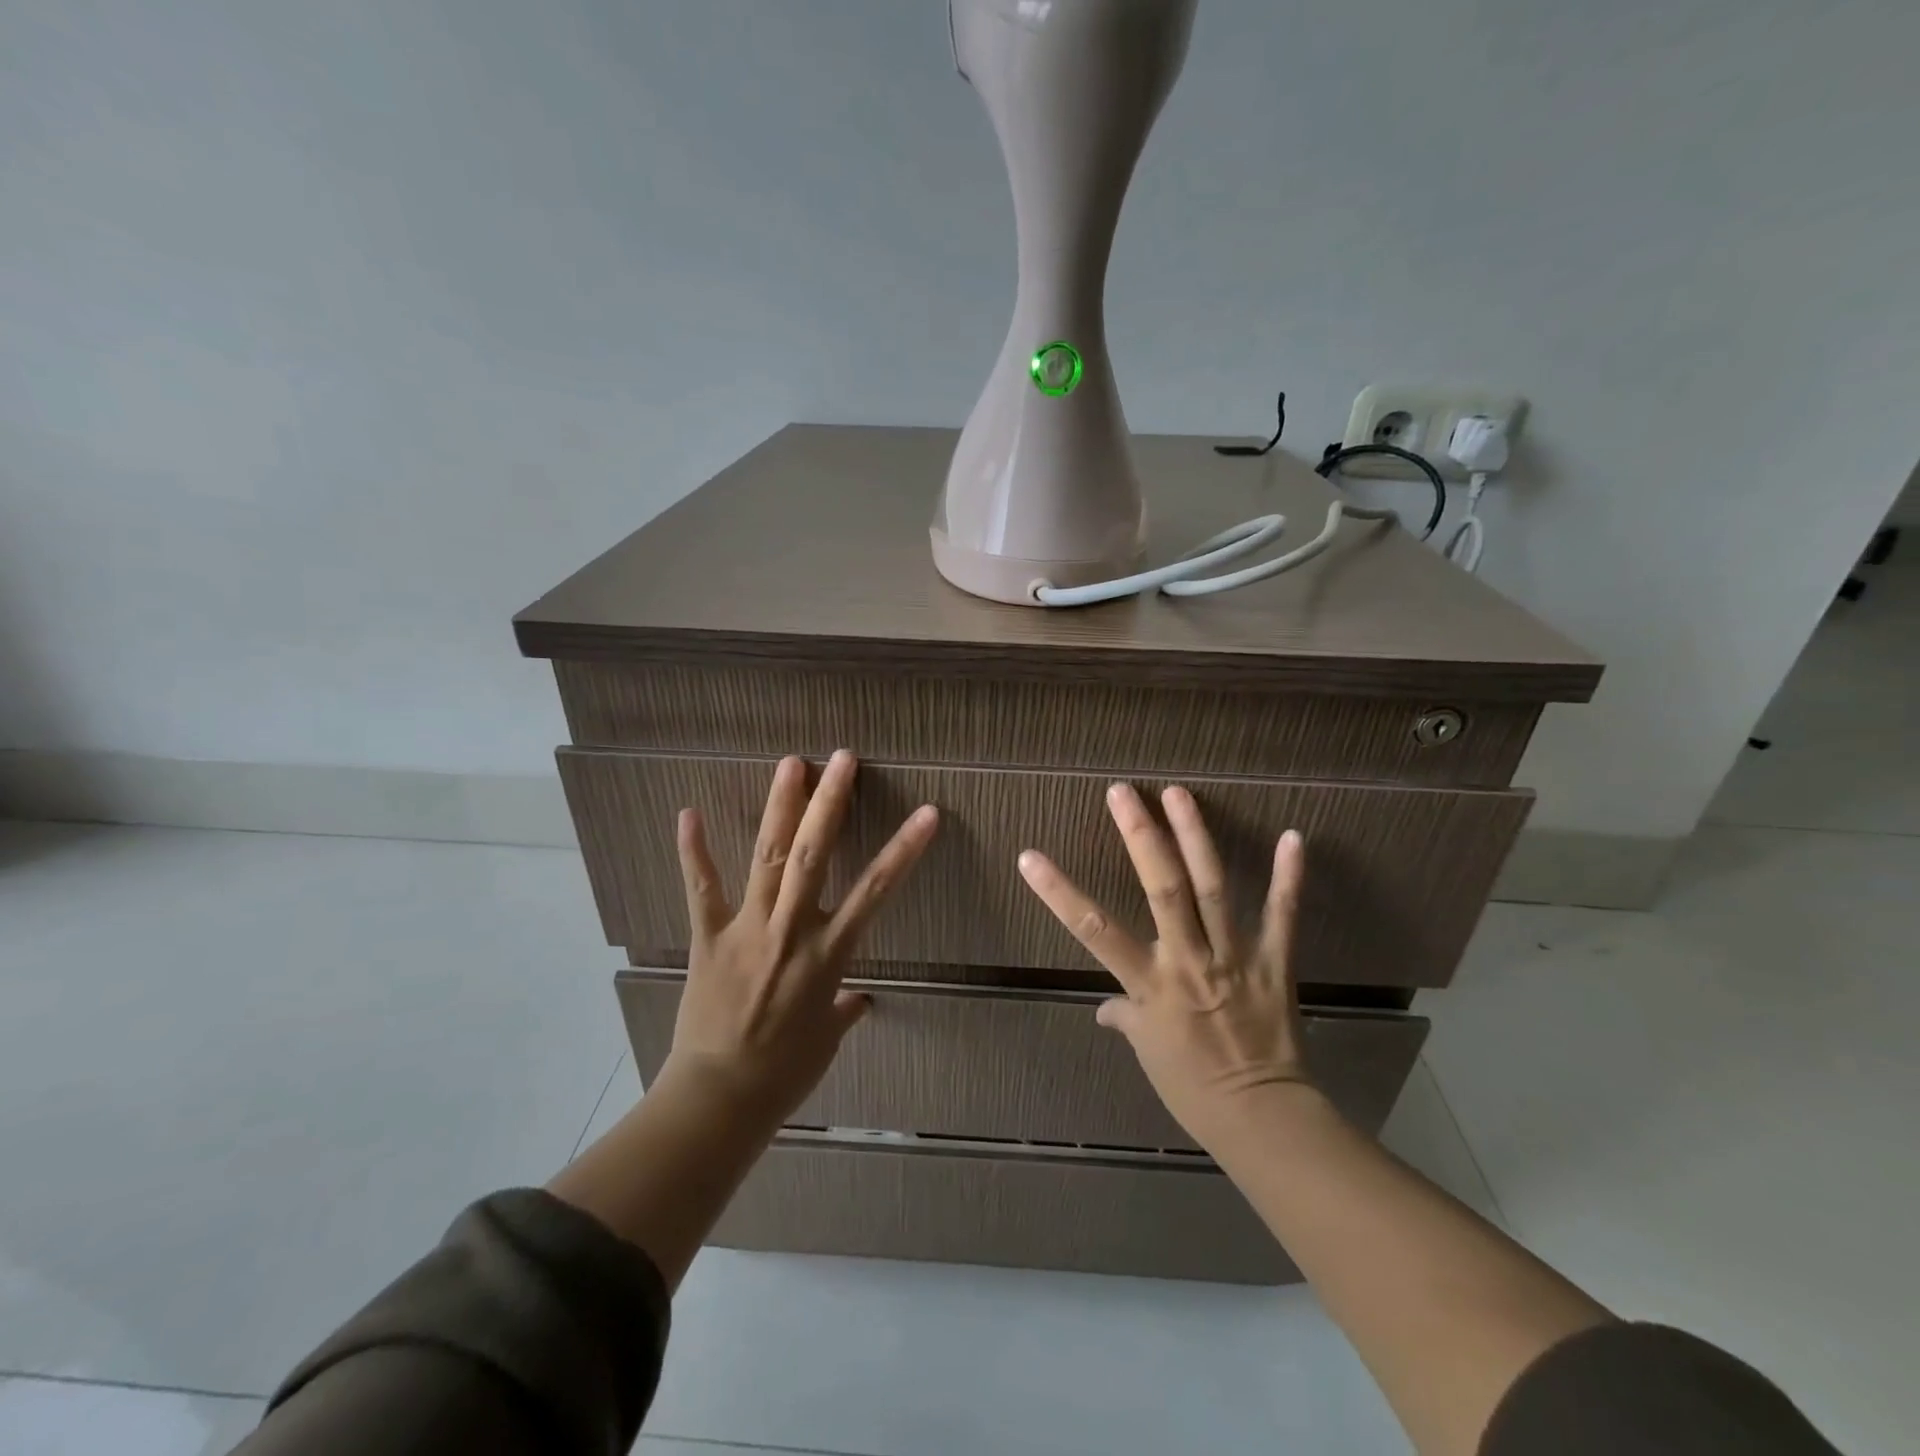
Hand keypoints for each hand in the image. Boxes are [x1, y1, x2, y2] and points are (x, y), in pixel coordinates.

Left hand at [662, 750, 938, 1127]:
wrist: (718, 1099)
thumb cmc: (784, 1073)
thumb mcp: (826, 1040)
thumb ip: (843, 1009)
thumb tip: (857, 1000)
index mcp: (828, 954)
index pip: (877, 891)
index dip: (904, 850)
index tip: (927, 813)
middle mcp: (791, 930)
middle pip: (814, 855)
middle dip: (830, 803)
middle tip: (843, 758)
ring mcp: (747, 929)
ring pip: (766, 857)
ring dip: (780, 807)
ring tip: (791, 763)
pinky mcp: (709, 937)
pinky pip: (702, 889)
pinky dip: (694, 850)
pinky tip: (689, 812)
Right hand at [1017, 783, 1314, 1150]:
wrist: (1263, 1118)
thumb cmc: (1193, 1089)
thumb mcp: (1149, 1054)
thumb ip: (1126, 1018)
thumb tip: (1106, 1009)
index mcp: (1151, 984)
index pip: (1094, 930)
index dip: (1059, 893)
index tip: (1030, 856)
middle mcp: (1189, 960)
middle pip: (1163, 890)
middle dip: (1141, 837)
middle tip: (1123, 792)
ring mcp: (1235, 957)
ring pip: (1213, 888)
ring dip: (1196, 837)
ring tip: (1178, 794)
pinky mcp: (1274, 962)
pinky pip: (1283, 915)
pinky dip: (1290, 877)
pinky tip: (1294, 837)